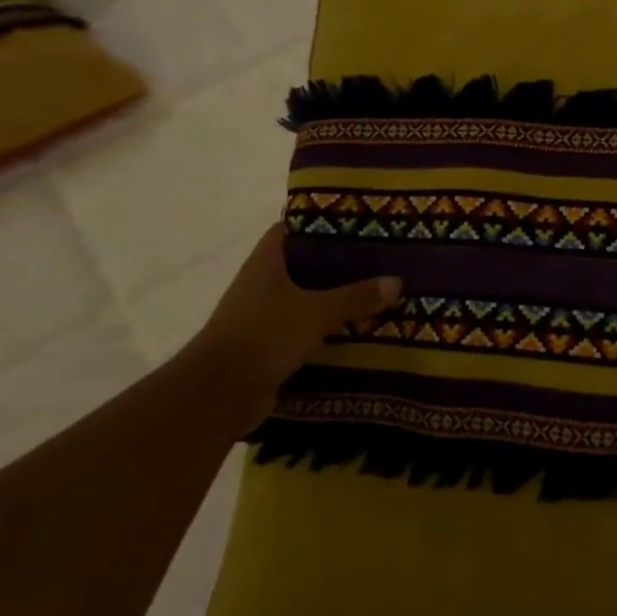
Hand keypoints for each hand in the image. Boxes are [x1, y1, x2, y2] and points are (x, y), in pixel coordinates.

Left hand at [189, 223, 400, 423]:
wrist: (219, 393)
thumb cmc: (265, 335)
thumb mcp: (317, 311)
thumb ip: (356, 296)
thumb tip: (397, 282)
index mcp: (266, 262)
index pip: (291, 229)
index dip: (319, 222)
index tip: (354, 222)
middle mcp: (261, 284)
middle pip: (302, 265)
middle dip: (336, 264)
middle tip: (376, 260)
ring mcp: (261, 316)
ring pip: (304, 300)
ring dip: (332, 300)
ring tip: (374, 295)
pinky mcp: (266, 347)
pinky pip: (302, 331)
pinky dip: (325, 331)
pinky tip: (356, 332)